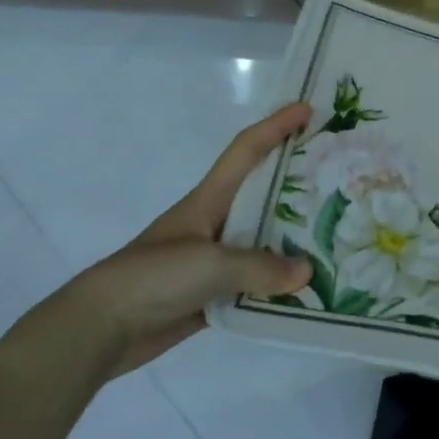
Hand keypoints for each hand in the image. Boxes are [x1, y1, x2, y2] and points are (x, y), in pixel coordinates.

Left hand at [41, 103, 314, 377]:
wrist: (100, 328)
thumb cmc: (153, 277)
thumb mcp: (209, 263)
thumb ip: (260, 267)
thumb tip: (307, 272)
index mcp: (209, 199)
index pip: (246, 151)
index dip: (276, 126)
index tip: (308, 109)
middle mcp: (215, 223)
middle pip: (263, 194)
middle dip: (297, 182)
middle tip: (338, 178)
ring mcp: (213, 260)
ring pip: (263, 241)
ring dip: (294, 240)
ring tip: (336, 237)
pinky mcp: (211, 294)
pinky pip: (255, 284)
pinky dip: (279, 286)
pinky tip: (308, 291)